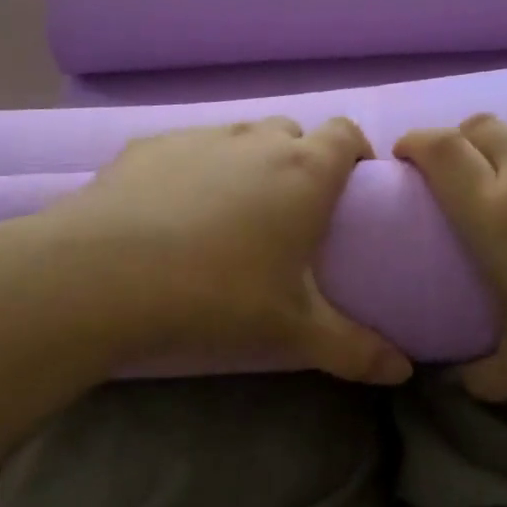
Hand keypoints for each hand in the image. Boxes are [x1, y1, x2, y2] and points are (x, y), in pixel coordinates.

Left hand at [38, 117, 411, 384]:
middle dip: (301, 161)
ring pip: (239, 137)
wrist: (103, 275)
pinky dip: (195, 170)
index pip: (346, 134)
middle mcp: (255, 141)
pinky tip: (172, 212)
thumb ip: (353, 349)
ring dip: (248, 163)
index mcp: (303, 172)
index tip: (353, 185)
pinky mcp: (149, 147)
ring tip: (232, 213)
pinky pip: (187, 149)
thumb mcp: (292, 329)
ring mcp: (199, 137)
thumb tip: (403, 372)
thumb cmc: (217, 295)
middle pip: (292, 134)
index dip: (355, 152)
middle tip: (292, 211)